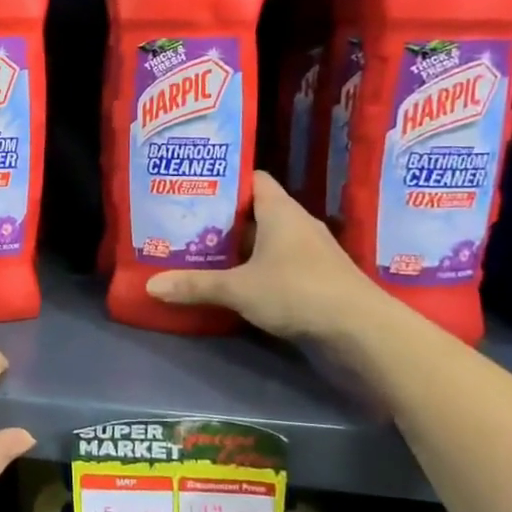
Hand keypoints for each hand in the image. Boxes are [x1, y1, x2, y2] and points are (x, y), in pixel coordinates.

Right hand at [147, 171, 377, 342]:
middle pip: (254, 212)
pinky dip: (254, 270)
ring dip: (238, 248)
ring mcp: (309, 254)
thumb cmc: (298, 291)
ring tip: (199, 253)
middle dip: (221, 219)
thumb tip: (151, 286)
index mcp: (281, 211)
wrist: (361, 331)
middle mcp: (296, 225)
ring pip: (265, 241)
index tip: (193, 188)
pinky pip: (276, 265)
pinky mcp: (314, 280)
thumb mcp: (239, 288)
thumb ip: (195, 285)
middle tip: (184, 224)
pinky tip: (231, 283)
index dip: (224, 181)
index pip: (252, 180)